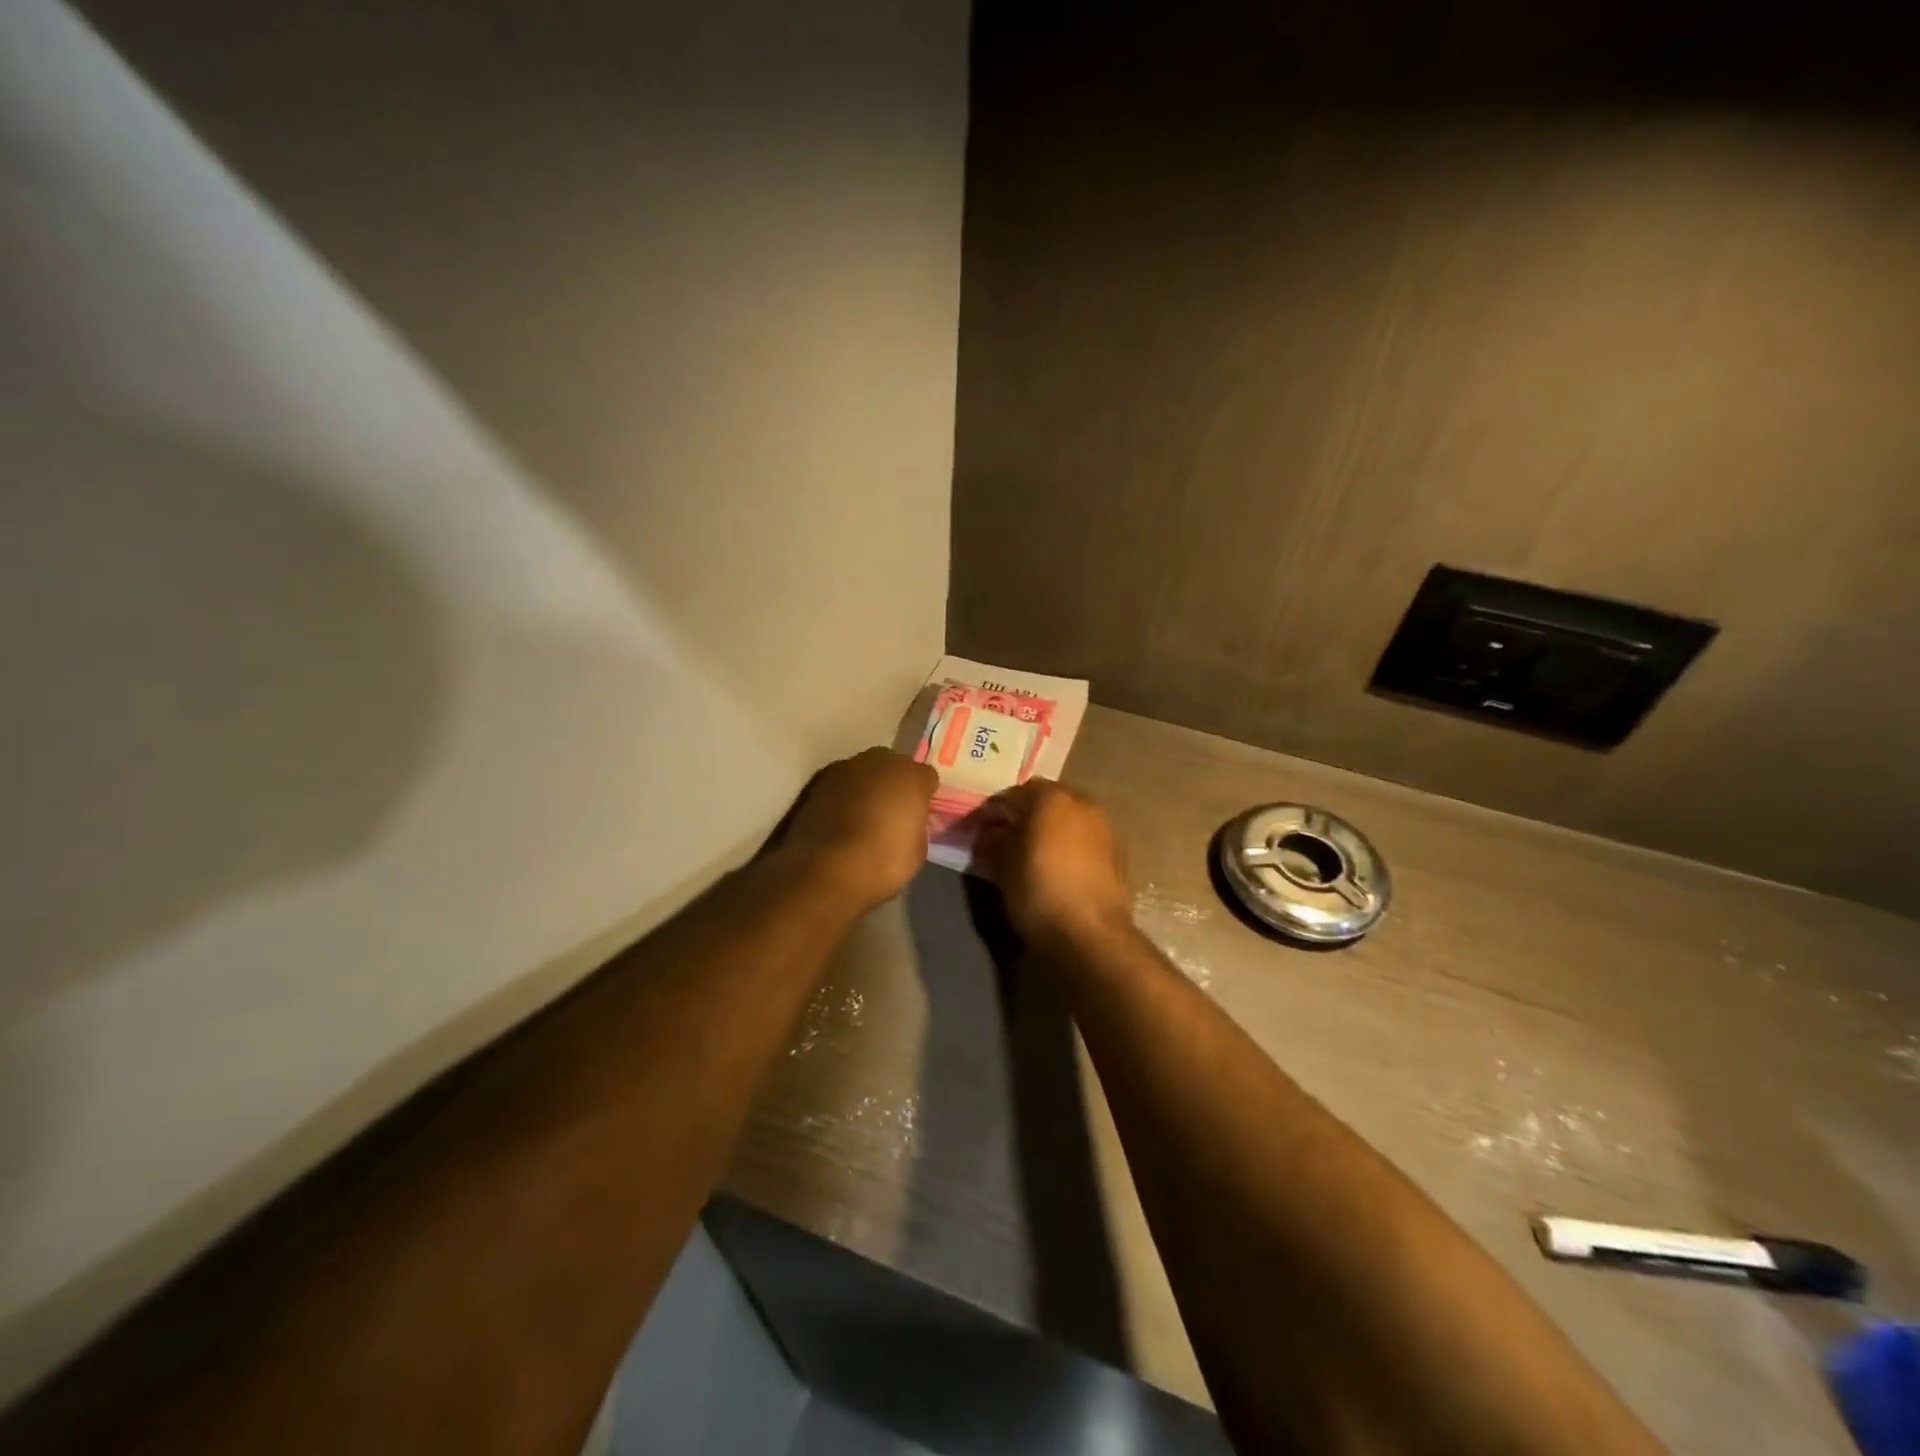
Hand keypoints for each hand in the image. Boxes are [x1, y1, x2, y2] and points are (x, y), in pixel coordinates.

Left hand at [785, 748, 936, 910]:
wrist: (825, 871)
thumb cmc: (882, 862)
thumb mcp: (917, 850)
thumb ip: (916, 825)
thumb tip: (907, 822)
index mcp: (910, 775)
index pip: (926, 776)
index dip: (924, 795)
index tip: (920, 814)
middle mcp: (878, 762)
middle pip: (893, 766)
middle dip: (894, 784)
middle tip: (893, 811)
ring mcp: (844, 769)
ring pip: (864, 772)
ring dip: (867, 788)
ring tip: (863, 816)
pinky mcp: (816, 783)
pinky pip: (840, 786)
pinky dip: (842, 798)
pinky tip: (840, 821)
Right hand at [973, 780, 1133, 947]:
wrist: (1091, 934)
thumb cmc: (1039, 891)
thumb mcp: (1002, 866)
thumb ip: (992, 841)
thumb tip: (990, 835)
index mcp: (1052, 798)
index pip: (1013, 794)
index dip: (992, 812)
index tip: (977, 830)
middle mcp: (1083, 804)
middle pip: (1045, 802)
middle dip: (1024, 817)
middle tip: (1003, 838)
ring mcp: (1105, 828)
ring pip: (1068, 820)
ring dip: (1049, 831)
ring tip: (1030, 854)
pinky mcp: (1118, 854)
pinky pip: (1085, 840)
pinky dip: (1068, 847)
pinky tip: (1056, 868)